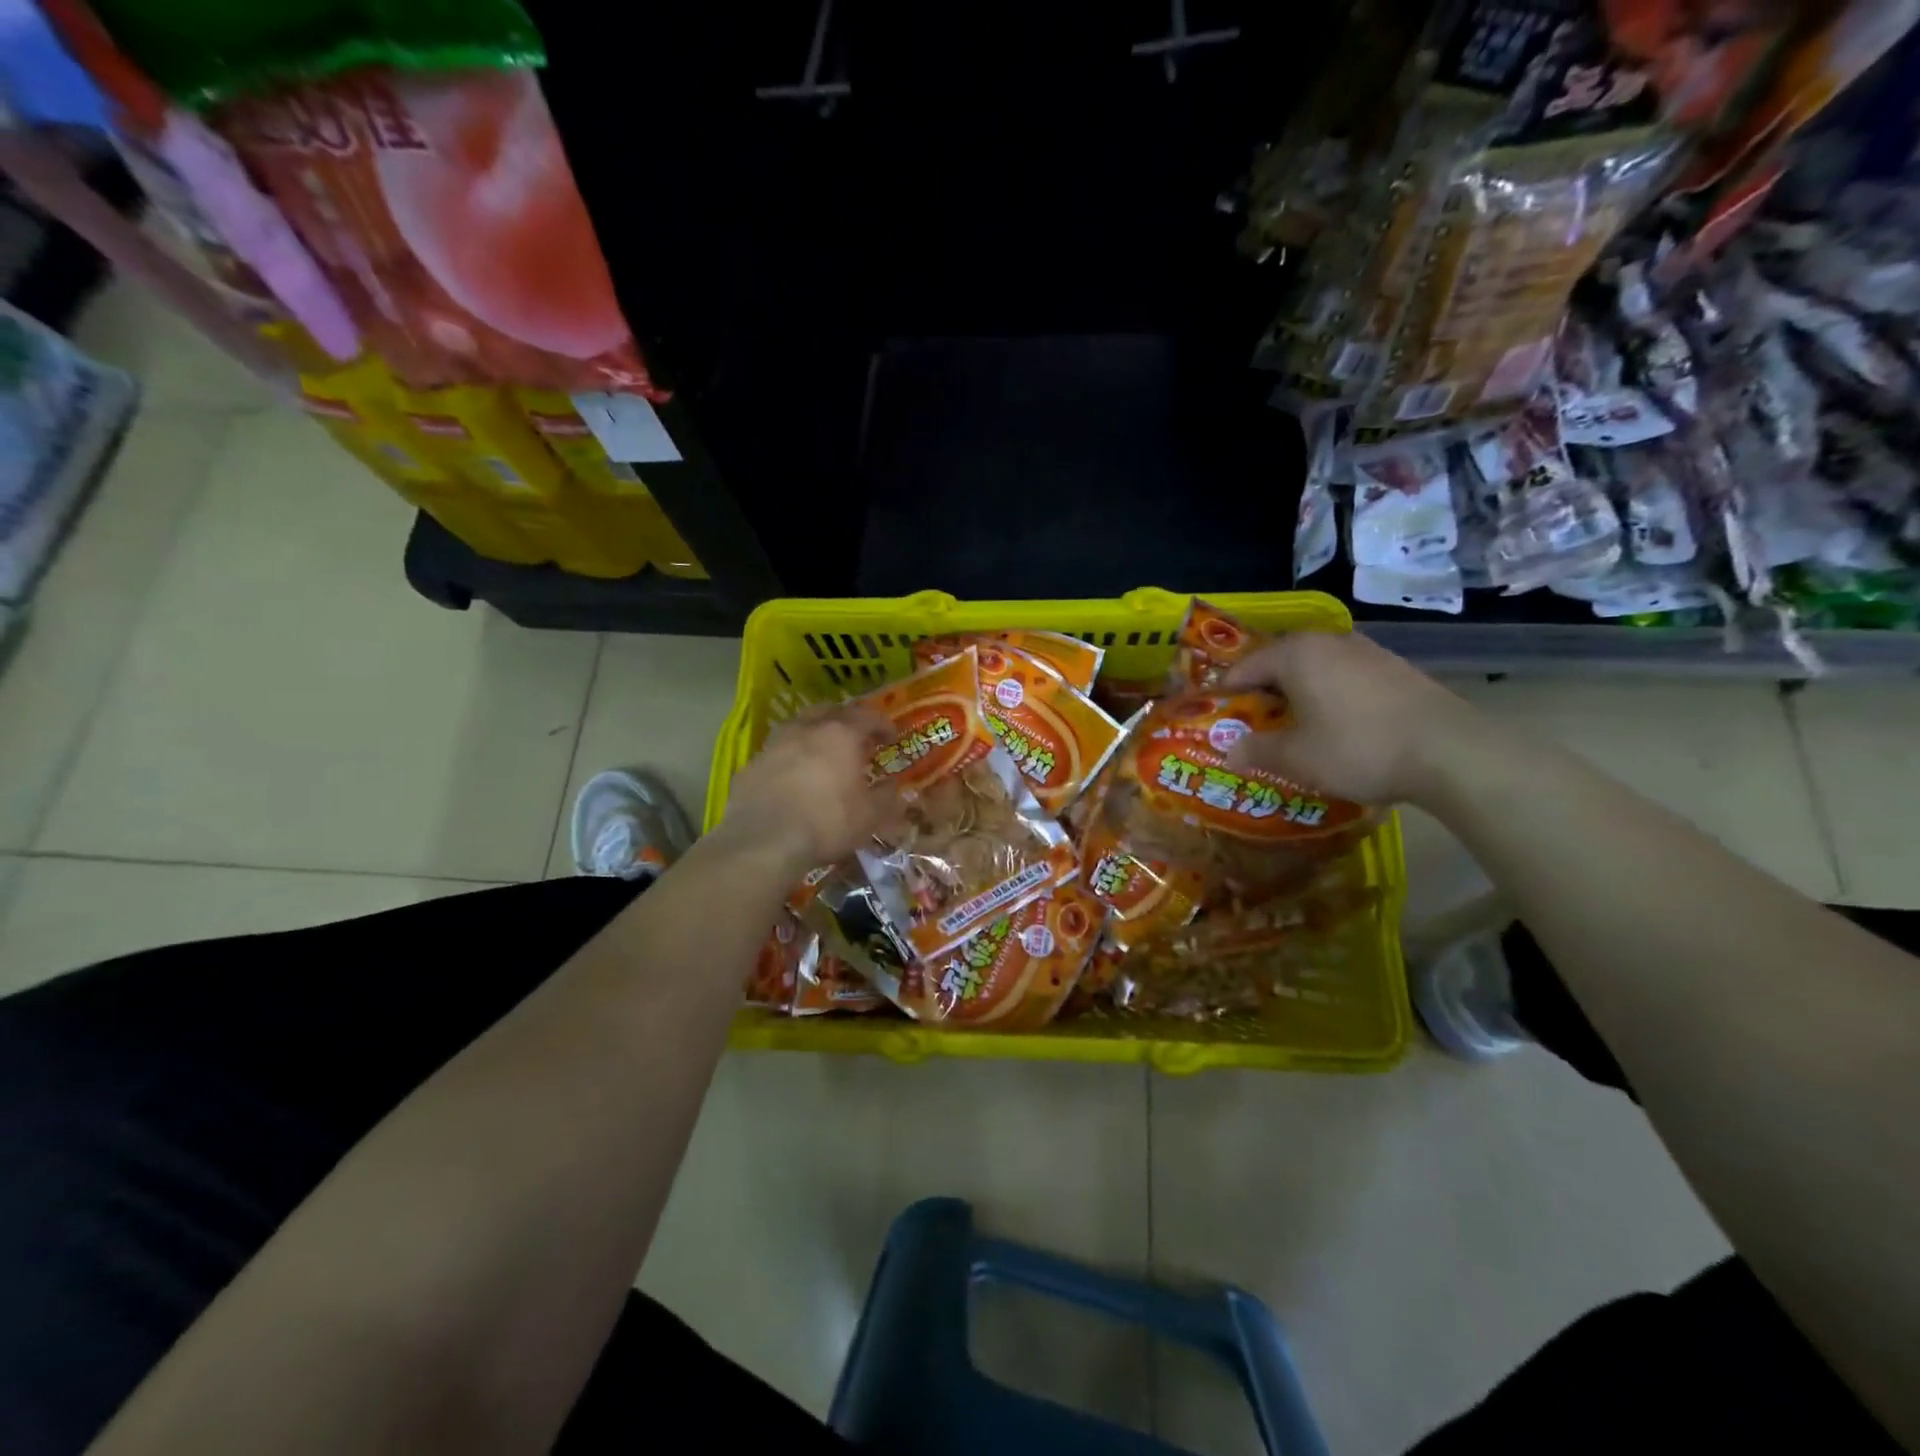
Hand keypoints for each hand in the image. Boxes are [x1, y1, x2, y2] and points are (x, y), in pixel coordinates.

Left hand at [717, 707, 901, 868]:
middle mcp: (806, 729)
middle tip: (856, 738)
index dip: (882, 724)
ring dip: (815, 734)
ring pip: (799, 726)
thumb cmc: (826, 823)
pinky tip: (794, 777)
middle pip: (830, 710)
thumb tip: (891, 787)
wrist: (763, 842)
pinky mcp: (752, 764)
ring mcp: (775, 744)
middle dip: (846, 720)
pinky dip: (791, 757)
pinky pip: (778, 751)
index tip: (891, 737)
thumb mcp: (869, 817)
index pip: (867, 716)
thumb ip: (885, 797)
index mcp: (840, 735)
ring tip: (823, 754)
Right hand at [1220, 630, 1478, 806]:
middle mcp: (1329, 642)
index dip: (1226, 693)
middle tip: (1251, 723)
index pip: (1245, 667)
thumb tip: (1230, 751)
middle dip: (1262, 691)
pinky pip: (1345, 677)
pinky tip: (1334, 725)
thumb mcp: (1296, 758)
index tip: (1215, 717)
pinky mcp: (1395, 669)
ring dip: (1297, 693)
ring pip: (1315, 668)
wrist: (1450, 753)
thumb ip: (1257, 751)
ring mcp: (1367, 652)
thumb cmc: (1357, 748)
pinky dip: (1329, 695)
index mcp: (1296, 654)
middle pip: (1280, 662)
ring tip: (1291, 725)